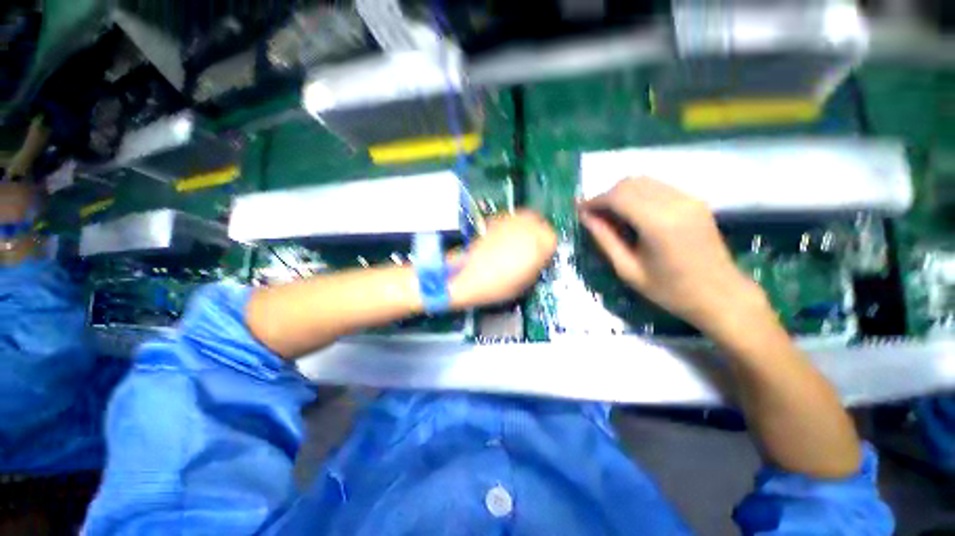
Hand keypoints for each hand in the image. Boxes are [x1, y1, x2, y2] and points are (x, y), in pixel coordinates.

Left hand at [449, 210, 556, 308]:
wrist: (469, 277)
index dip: (548, 249)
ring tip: (519, 241)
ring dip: (526, 227)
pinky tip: (505, 238)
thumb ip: (537, 266)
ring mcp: (509, 222)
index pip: (553, 239)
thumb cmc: (499, 285)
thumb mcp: (527, 282)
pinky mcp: (494, 221)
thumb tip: (538, 259)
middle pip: (540, 223)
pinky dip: (511, 226)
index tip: (542, 256)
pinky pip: (509, 219)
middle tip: (532, 247)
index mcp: (539, 243)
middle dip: (538, 234)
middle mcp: (526, 227)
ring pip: (525, 217)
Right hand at [579, 177, 767, 334]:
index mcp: (658, 223)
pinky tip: (632, 214)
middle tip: (593, 215)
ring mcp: (688, 198)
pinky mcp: (694, 200)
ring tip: (610, 215)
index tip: (579, 210)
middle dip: (606, 195)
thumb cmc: (670, 290)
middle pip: (630, 183)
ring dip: (621, 194)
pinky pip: (658, 187)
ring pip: (644, 181)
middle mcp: (675, 202)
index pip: (617, 196)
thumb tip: (585, 217)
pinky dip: (638, 195)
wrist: (721, 295)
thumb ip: (605, 239)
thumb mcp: (628, 269)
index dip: (594, 200)